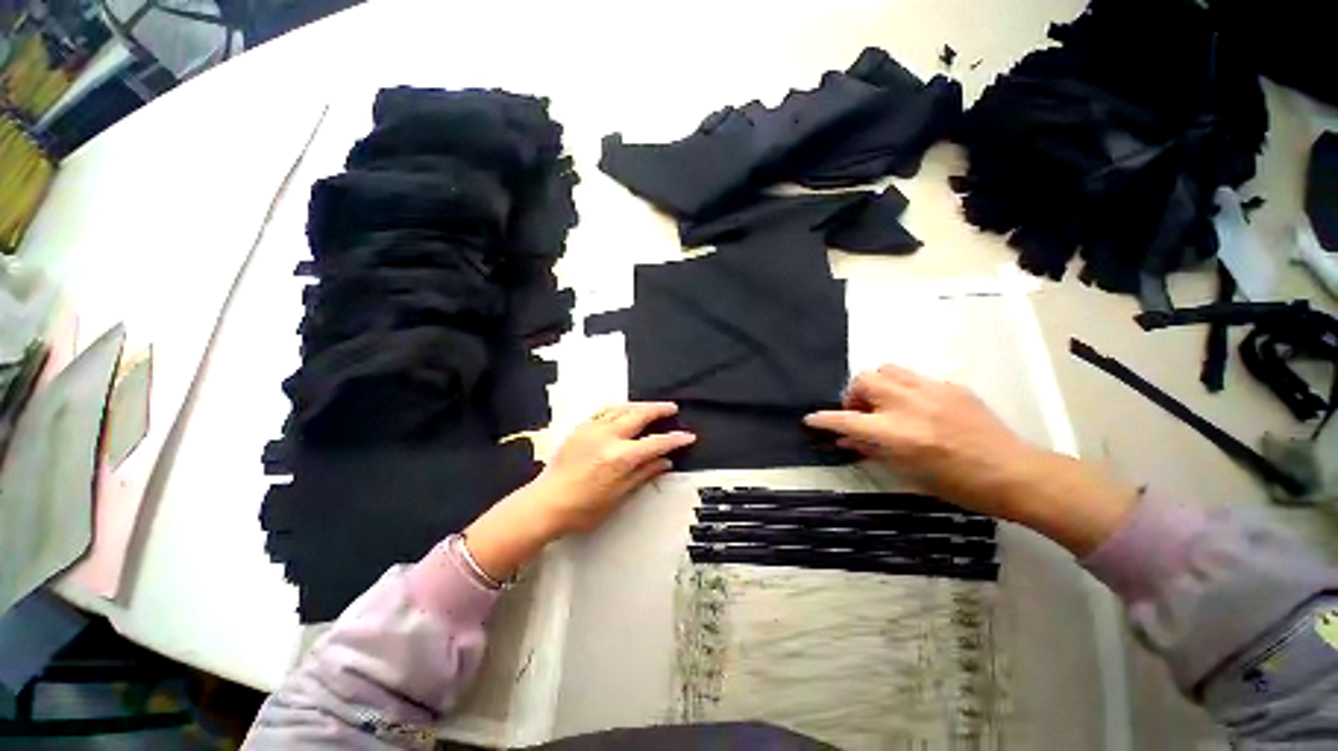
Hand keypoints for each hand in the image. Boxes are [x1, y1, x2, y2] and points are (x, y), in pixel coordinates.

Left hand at [463, 403, 694, 581]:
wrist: (545, 503)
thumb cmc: (583, 508)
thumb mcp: (619, 495)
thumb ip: (644, 473)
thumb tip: (665, 462)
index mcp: (620, 457)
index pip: (656, 443)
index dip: (674, 439)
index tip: (688, 436)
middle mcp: (608, 437)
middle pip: (639, 415)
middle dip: (658, 410)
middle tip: (672, 408)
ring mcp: (592, 429)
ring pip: (622, 408)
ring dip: (640, 405)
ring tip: (652, 407)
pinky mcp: (581, 428)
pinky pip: (605, 411)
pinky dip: (620, 408)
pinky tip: (625, 410)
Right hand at [805, 364, 1135, 554]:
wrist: (1014, 473)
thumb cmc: (957, 484)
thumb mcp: (907, 472)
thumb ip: (871, 450)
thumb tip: (844, 441)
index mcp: (897, 433)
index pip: (846, 420)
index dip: (823, 419)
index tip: (810, 419)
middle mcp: (909, 405)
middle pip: (863, 380)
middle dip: (853, 395)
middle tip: (862, 413)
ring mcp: (931, 390)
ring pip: (886, 369)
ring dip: (877, 385)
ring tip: (885, 403)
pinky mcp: (950, 385)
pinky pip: (914, 377)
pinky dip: (904, 388)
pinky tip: (917, 407)